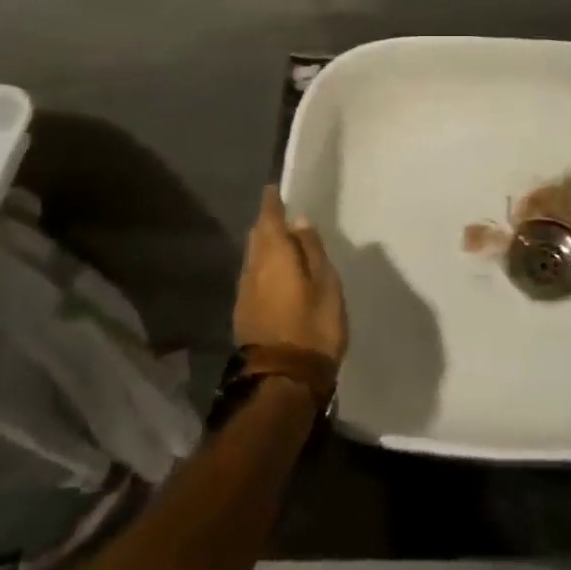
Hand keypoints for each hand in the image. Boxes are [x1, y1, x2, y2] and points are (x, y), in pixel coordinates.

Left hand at [234, 187, 347, 364]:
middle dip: (267, 223)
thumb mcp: (326, 284)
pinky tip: (278, 275)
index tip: (275, 188)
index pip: (269, 218)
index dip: (272, 202)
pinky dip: (265, 268)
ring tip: (285, 244)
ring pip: (253, 258)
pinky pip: (254, 277)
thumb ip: (312, 250)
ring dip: (265, 247)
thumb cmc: (313, 326)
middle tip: (284, 215)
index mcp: (274, 255)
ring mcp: (245, 293)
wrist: (283, 381)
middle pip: (257, 237)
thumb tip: (299, 221)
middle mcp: (253, 269)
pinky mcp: (244, 313)